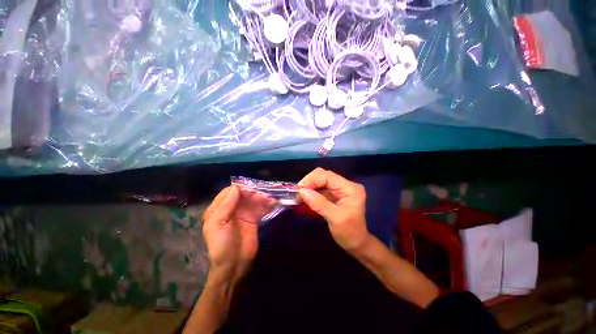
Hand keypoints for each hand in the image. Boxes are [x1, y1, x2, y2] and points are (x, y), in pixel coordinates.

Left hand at [202, 186, 274, 283]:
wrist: (234, 264)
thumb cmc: (222, 244)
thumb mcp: (218, 224)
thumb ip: (225, 205)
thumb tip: (236, 187)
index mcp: (219, 208)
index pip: (229, 192)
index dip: (240, 189)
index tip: (251, 189)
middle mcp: (231, 208)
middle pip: (244, 194)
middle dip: (254, 193)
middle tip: (264, 195)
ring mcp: (244, 213)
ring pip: (253, 200)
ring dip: (262, 198)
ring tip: (271, 199)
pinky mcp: (254, 218)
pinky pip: (260, 208)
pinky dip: (266, 204)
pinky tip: (273, 203)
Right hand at [298, 168, 369, 253]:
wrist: (356, 244)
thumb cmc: (349, 233)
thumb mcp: (334, 218)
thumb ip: (318, 203)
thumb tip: (302, 191)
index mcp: (350, 188)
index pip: (328, 176)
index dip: (312, 180)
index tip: (299, 190)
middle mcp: (345, 185)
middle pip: (324, 176)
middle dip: (309, 182)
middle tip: (298, 193)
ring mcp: (340, 189)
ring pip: (320, 181)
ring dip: (309, 187)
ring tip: (299, 196)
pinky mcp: (334, 194)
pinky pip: (320, 189)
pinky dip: (311, 192)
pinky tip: (305, 198)